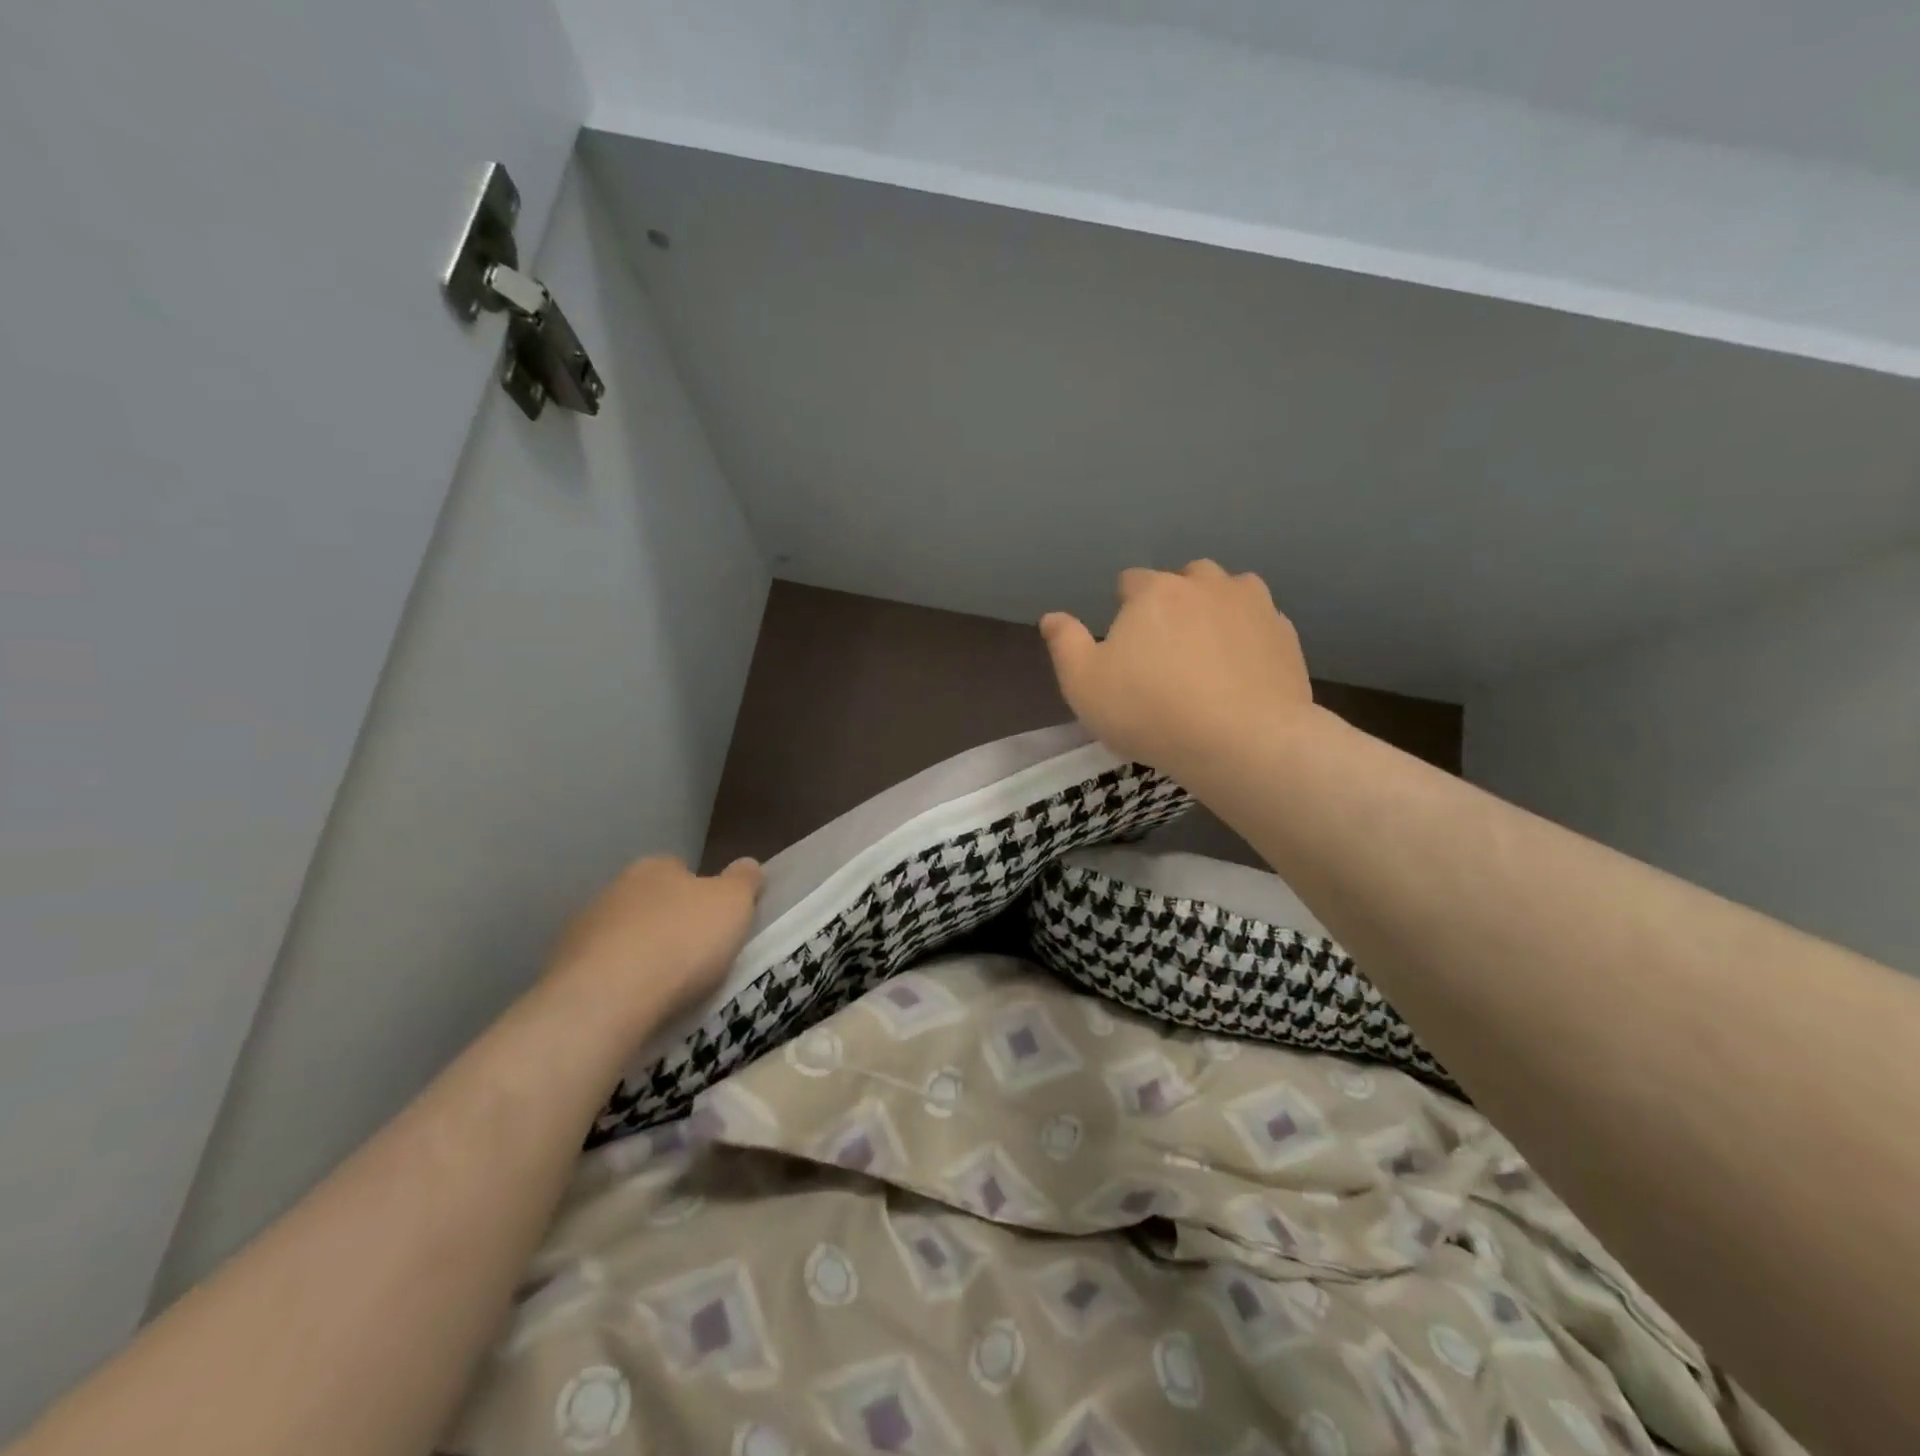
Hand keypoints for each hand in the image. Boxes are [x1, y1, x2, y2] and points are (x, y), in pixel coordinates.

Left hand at [543, 855, 762, 1030]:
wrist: (605, 1000)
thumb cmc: (681, 942)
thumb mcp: (734, 904)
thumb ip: (744, 880)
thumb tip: (747, 864)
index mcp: (656, 867)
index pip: (682, 869)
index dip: (701, 893)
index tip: (715, 921)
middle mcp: (614, 889)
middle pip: (650, 902)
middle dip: (668, 923)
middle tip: (694, 955)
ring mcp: (582, 930)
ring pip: (622, 936)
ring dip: (639, 953)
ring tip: (664, 988)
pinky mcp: (561, 971)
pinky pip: (600, 971)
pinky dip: (616, 982)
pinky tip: (632, 1004)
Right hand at [1040, 561, 1312, 777]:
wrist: (1243, 742)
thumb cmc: (1151, 712)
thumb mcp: (1084, 685)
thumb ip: (1065, 644)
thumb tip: (1052, 617)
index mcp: (1155, 591)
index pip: (1131, 581)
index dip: (1124, 609)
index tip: (1126, 646)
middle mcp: (1206, 584)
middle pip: (1185, 578)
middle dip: (1174, 602)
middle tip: (1167, 650)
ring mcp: (1253, 606)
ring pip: (1230, 591)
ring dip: (1217, 609)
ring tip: (1209, 652)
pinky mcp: (1286, 635)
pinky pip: (1261, 624)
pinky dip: (1249, 638)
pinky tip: (1242, 672)